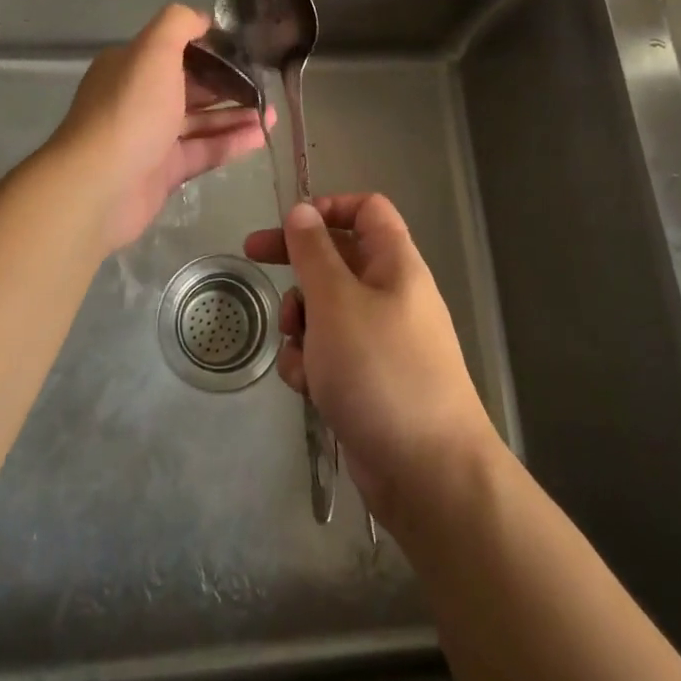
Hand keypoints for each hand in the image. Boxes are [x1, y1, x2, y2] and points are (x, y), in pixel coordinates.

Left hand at [50, 4, 267, 250]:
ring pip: (200, 121)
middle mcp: (139, 98)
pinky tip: (261, 136)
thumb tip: (203, 20)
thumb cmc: (131, 110)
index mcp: (131, 66)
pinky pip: (203, 151)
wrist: (100, 186)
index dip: (210, 48)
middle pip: (190, 86)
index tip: (245, 49)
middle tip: (265, 83)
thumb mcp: (154, 51)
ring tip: (271, 112)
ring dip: (235, 114)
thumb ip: (179, 24)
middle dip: (228, 83)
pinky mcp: (163, 171)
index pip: (175, 50)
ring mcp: (151, 137)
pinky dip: (231, 142)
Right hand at [245, 195, 499, 527]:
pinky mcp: (367, 380)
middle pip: (337, 258)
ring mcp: (380, 340)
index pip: (367, 210)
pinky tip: (306, 386)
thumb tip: (302, 210)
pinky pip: (329, 353)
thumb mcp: (336, 301)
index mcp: (395, 264)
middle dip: (297, 264)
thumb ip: (313, 252)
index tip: (290, 223)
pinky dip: (311, 362)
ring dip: (300, 321)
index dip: (329, 207)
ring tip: (297, 346)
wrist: (428, 473)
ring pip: (326, 308)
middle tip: (252, 258)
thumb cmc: (380, 370)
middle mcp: (390, 295)